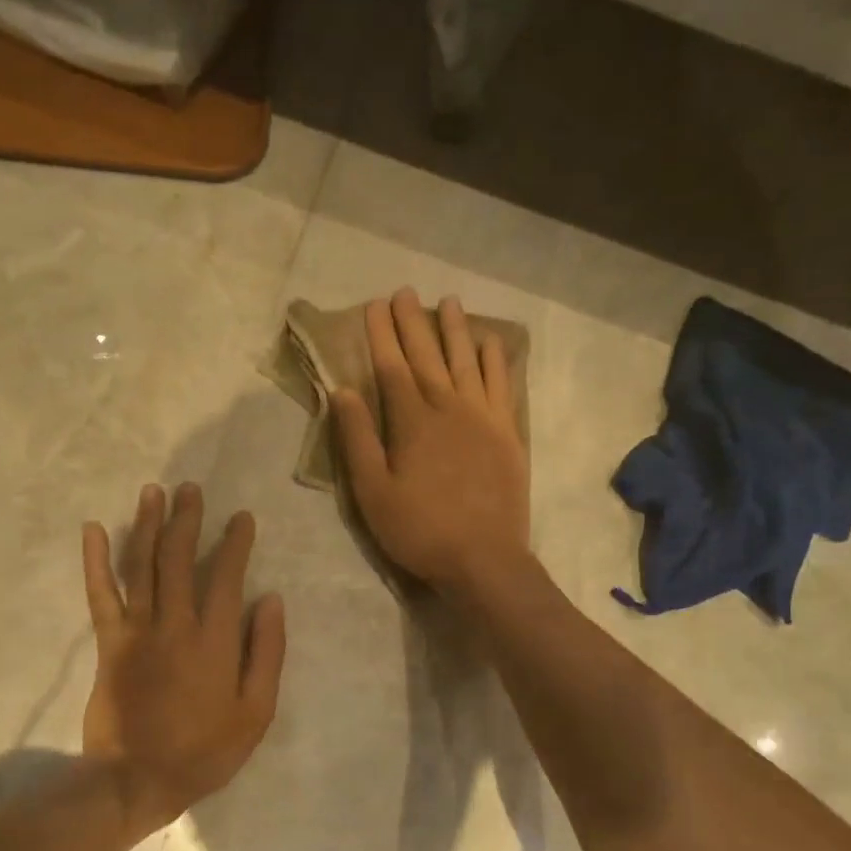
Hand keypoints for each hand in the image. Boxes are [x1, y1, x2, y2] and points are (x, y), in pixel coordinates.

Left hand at [82, 483, 285, 835]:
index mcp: (214, 641)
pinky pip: (101, 594)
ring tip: (153, 492)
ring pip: (141, 566)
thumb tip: (271, 601)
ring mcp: (137, 631)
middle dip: (186, 520)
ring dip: (147, 525)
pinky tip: (92, 529)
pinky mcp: (108, 643)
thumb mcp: (255, 713)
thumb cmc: (203, 752)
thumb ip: (266, 654)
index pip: (226, 577)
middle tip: (190, 490)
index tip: (241, 518)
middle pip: (179, 559)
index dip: (234, 543)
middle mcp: (175, 624)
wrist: (136, 780)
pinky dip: (95, 560)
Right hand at [332, 287, 530, 598]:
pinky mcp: (508, 434)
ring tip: (449, 302)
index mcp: (412, 421)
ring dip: (456, 330)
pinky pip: (502, 386)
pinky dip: (495, 361)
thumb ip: (357, 439)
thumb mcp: (372, 492)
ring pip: (467, 362)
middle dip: (413, 323)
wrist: (484, 558)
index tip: (374, 305)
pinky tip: (491, 344)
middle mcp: (449, 407)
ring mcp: (483, 418)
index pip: (391, 366)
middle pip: (428, 356)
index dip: (381, 335)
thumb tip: (343, 391)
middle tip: (405, 293)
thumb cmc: (420, 529)